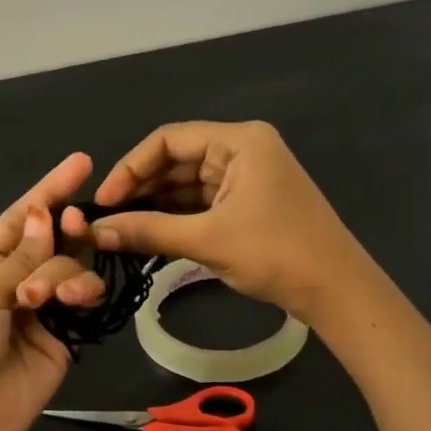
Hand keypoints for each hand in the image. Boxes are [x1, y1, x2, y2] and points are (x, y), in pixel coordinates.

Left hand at [0, 153, 106, 430]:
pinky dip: (84, 292)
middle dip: (65, 228)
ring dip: (65, 272)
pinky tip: (75, 301)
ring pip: (72, 268)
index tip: (82, 163)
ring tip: (47, 298)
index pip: (20, 218)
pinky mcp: (65, 336)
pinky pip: (85, 301)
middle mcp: (13, 279)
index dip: (49, 189)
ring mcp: (42, 308)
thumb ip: (21, 258)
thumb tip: (45, 215)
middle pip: (51, 239)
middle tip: (74, 226)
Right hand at [81, 121, 374, 321]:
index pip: (168, 140)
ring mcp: (247, 178)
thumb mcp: (208, 240)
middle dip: (141, 189)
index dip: (130, 168)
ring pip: (186, 185)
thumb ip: (148, 231)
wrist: (336, 290)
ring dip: (155, 206)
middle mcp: (242, 150)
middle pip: (176, 161)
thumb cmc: (276, 253)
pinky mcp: (248, 204)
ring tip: (120, 230)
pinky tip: (148, 236)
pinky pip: (201, 204)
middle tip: (105, 220)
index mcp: (239, 141)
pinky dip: (175, 218)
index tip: (103, 201)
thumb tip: (94, 232)